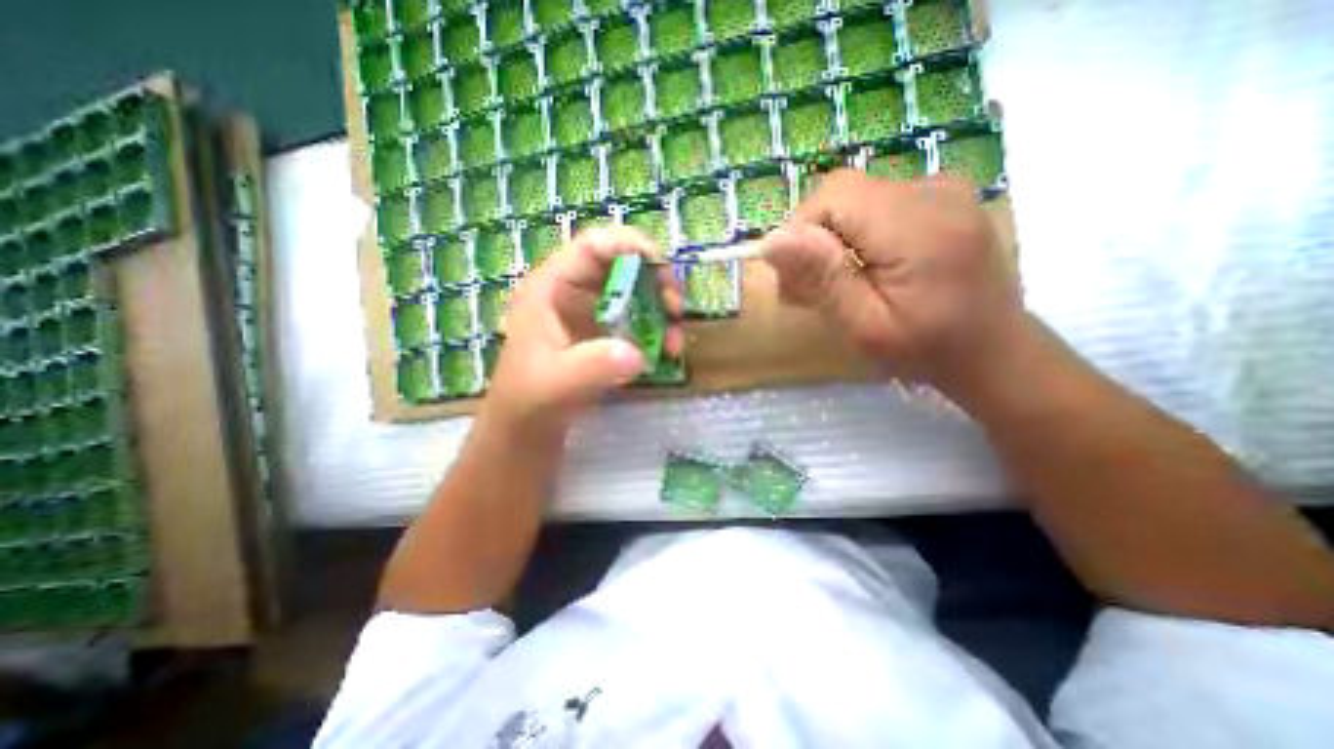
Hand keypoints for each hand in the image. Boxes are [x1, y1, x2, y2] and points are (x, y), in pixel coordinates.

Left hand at [483, 227, 685, 437]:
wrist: (527, 429)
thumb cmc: (530, 400)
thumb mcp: (557, 384)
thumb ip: (593, 366)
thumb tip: (637, 353)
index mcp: (553, 287)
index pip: (592, 246)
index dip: (629, 245)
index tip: (661, 269)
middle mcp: (575, 292)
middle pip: (623, 264)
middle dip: (656, 281)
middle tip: (675, 309)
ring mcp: (592, 312)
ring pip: (636, 292)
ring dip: (662, 310)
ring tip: (674, 343)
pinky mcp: (605, 332)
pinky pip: (639, 318)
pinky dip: (658, 330)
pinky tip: (666, 352)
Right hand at [755, 173, 1024, 401]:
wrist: (993, 350)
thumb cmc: (928, 349)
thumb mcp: (866, 326)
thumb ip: (823, 279)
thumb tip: (772, 241)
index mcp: (917, 225)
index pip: (833, 194)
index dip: (802, 230)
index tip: (797, 279)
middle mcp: (933, 191)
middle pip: (842, 194)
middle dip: (814, 239)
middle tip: (810, 291)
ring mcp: (942, 190)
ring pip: (855, 200)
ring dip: (832, 240)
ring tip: (838, 285)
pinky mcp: (941, 198)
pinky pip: (876, 204)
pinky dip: (856, 234)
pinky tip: (864, 268)